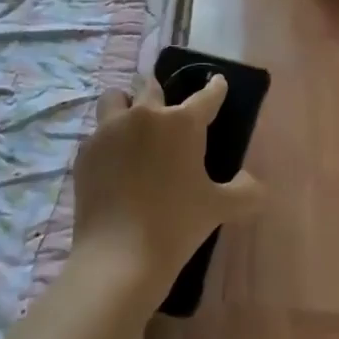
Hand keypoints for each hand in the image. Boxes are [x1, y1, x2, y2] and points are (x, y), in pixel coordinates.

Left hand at [71, 75, 264, 304]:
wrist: (119, 255)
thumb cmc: (177, 224)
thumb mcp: (221, 208)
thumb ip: (246, 191)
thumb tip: (253, 183)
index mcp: (182, 123)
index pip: (206, 95)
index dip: (215, 88)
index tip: (217, 83)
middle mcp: (144, 115)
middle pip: (151, 86)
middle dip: (161, 92)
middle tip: (167, 110)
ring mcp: (109, 131)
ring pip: (115, 98)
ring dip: (126, 104)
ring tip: (132, 126)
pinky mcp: (85, 152)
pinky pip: (97, 133)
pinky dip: (107, 140)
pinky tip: (114, 163)